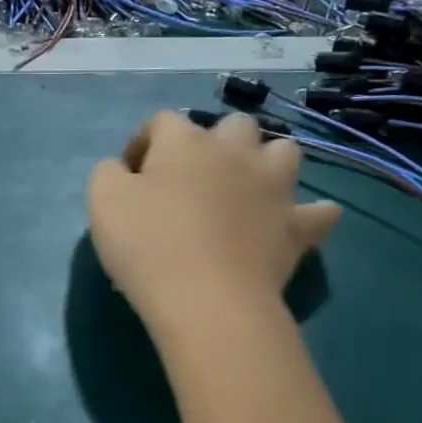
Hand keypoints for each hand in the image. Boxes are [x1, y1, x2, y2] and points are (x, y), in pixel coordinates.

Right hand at [88, 111, 338, 338]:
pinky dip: (310, 213)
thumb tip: (124, 169)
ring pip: (284, 151)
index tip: (131, 176)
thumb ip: (109, 172)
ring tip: (246, 188)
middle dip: (214, 142)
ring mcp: (273, 187)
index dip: (143, 143)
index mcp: (185, 141)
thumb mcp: (102, 200)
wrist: (207, 301)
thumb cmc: (148, 244)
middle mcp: (235, 151)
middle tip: (192, 179)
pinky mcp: (297, 227)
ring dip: (266, 162)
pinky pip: (319, 212)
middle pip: (232, 125)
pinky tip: (295, 222)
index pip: (162, 122)